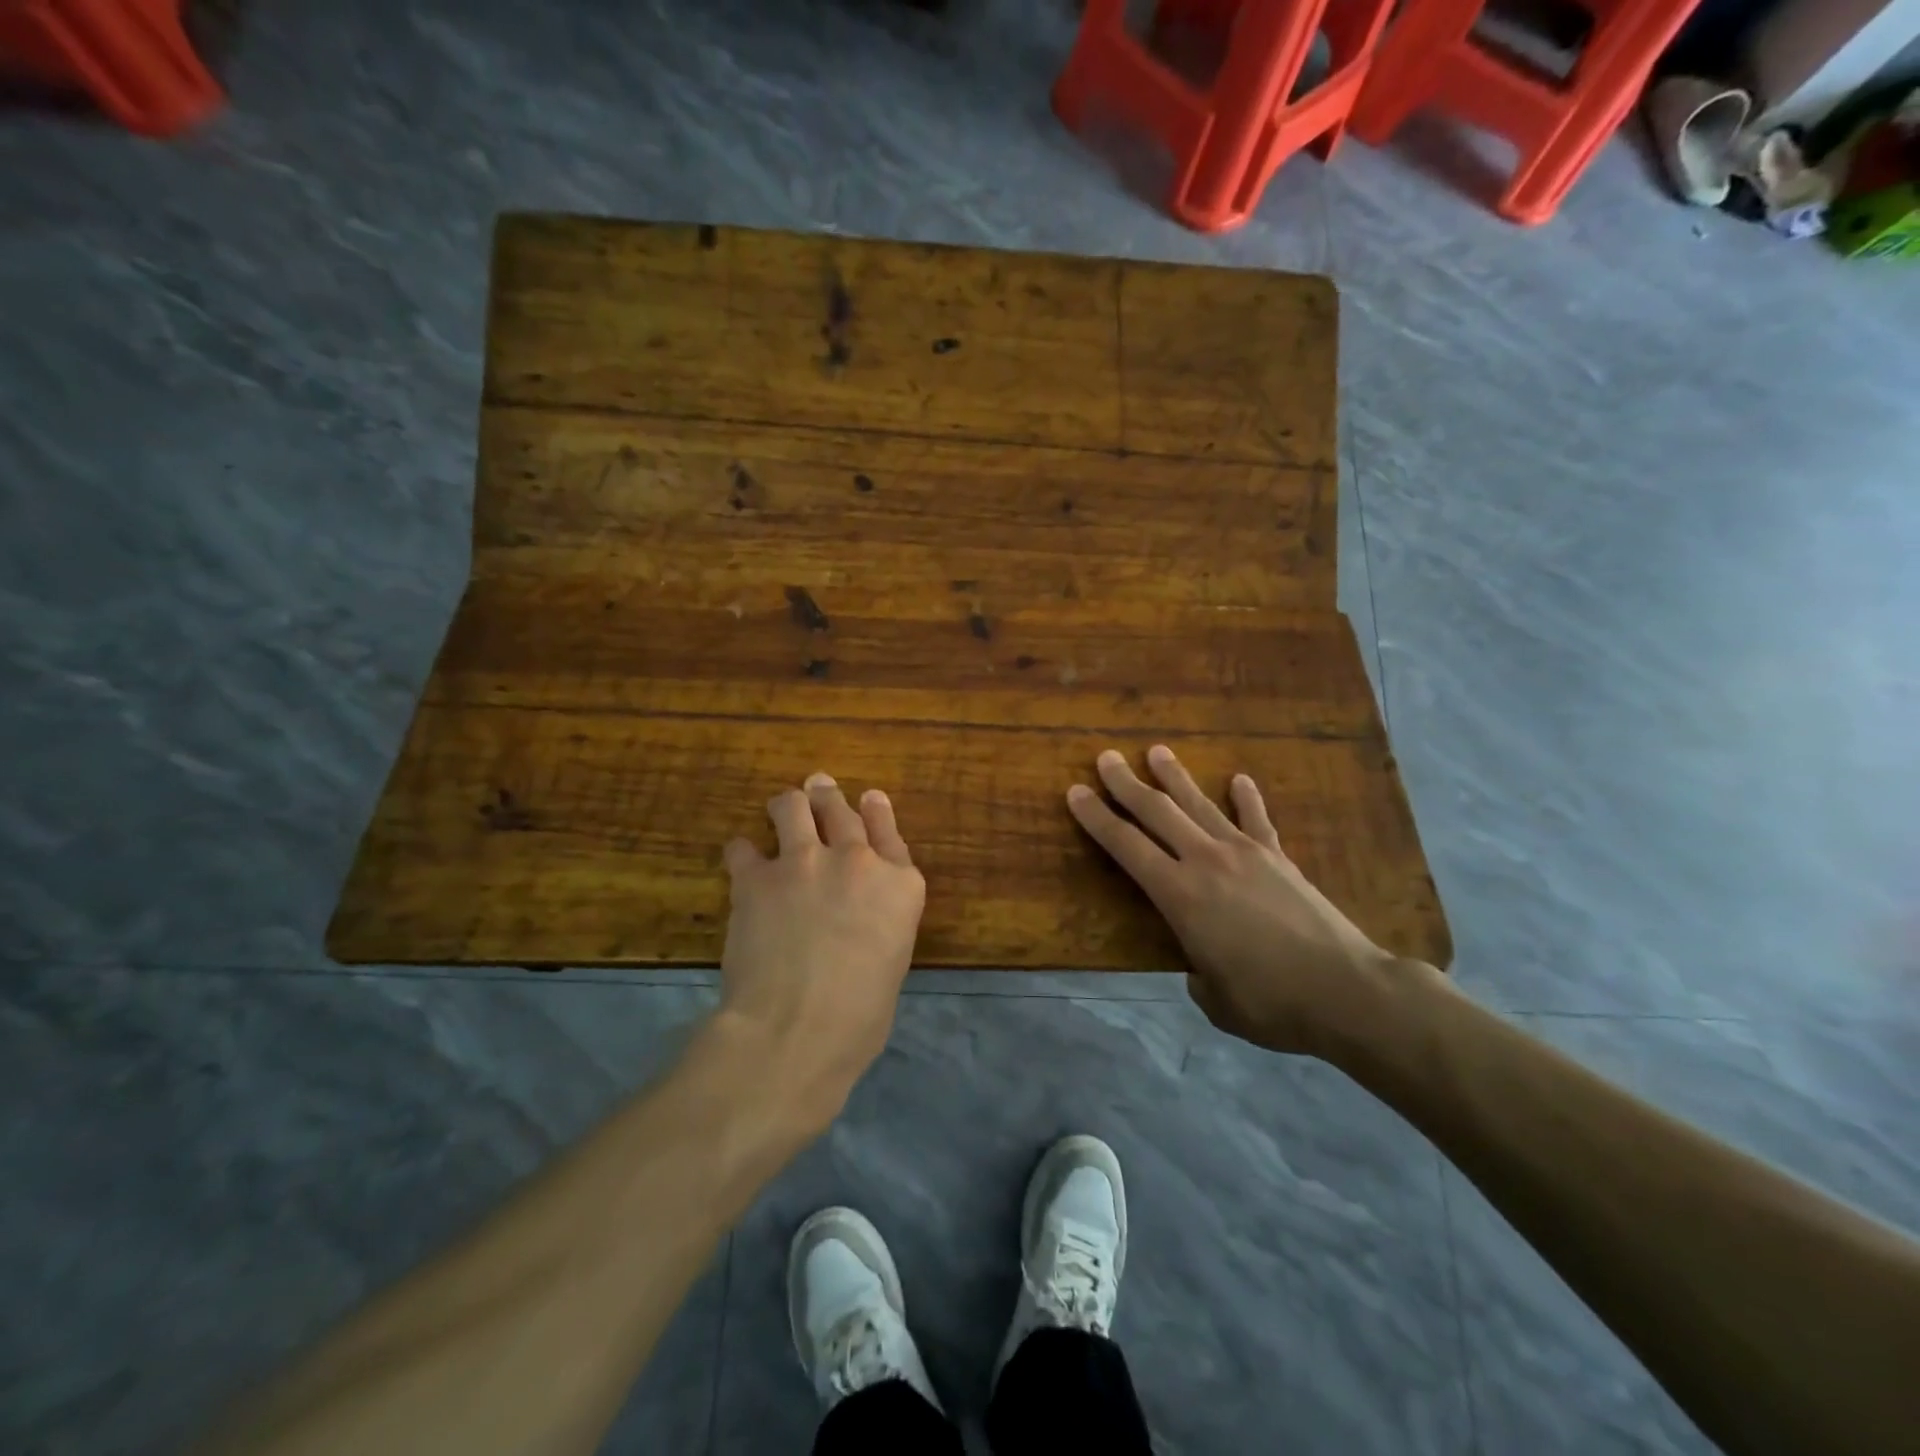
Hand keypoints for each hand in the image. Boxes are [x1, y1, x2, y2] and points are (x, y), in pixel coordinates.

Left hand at [717, 772, 925, 1124]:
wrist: (796, 1031)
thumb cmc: (859, 1019)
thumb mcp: (892, 962)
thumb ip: (880, 922)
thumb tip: (858, 920)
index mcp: (900, 885)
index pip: (889, 833)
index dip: (877, 811)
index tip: (869, 797)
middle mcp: (857, 860)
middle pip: (841, 811)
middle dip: (827, 798)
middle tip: (817, 788)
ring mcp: (806, 861)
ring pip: (793, 806)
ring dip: (788, 805)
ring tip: (781, 807)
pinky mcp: (757, 876)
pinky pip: (743, 847)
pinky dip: (742, 852)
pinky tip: (740, 858)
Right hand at [1067, 745, 1436, 1057]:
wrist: (1347, 991)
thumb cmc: (1271, 1003)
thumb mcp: (1215, 1000)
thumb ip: (1197, 976)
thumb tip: (1202, 966)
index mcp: (1179, 896)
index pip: (1126, 846)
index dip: (1097, 818)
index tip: (1076, 792)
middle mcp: (1206, 861)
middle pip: (1157, 812)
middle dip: (1126, 783)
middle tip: (1106, 758)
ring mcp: (1246, 853)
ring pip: (1200, 804)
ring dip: (1175, 777)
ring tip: (1156, 752)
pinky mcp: (1280, 857)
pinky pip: (1257, 819)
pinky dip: (1246, 797)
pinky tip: (1239, 778)